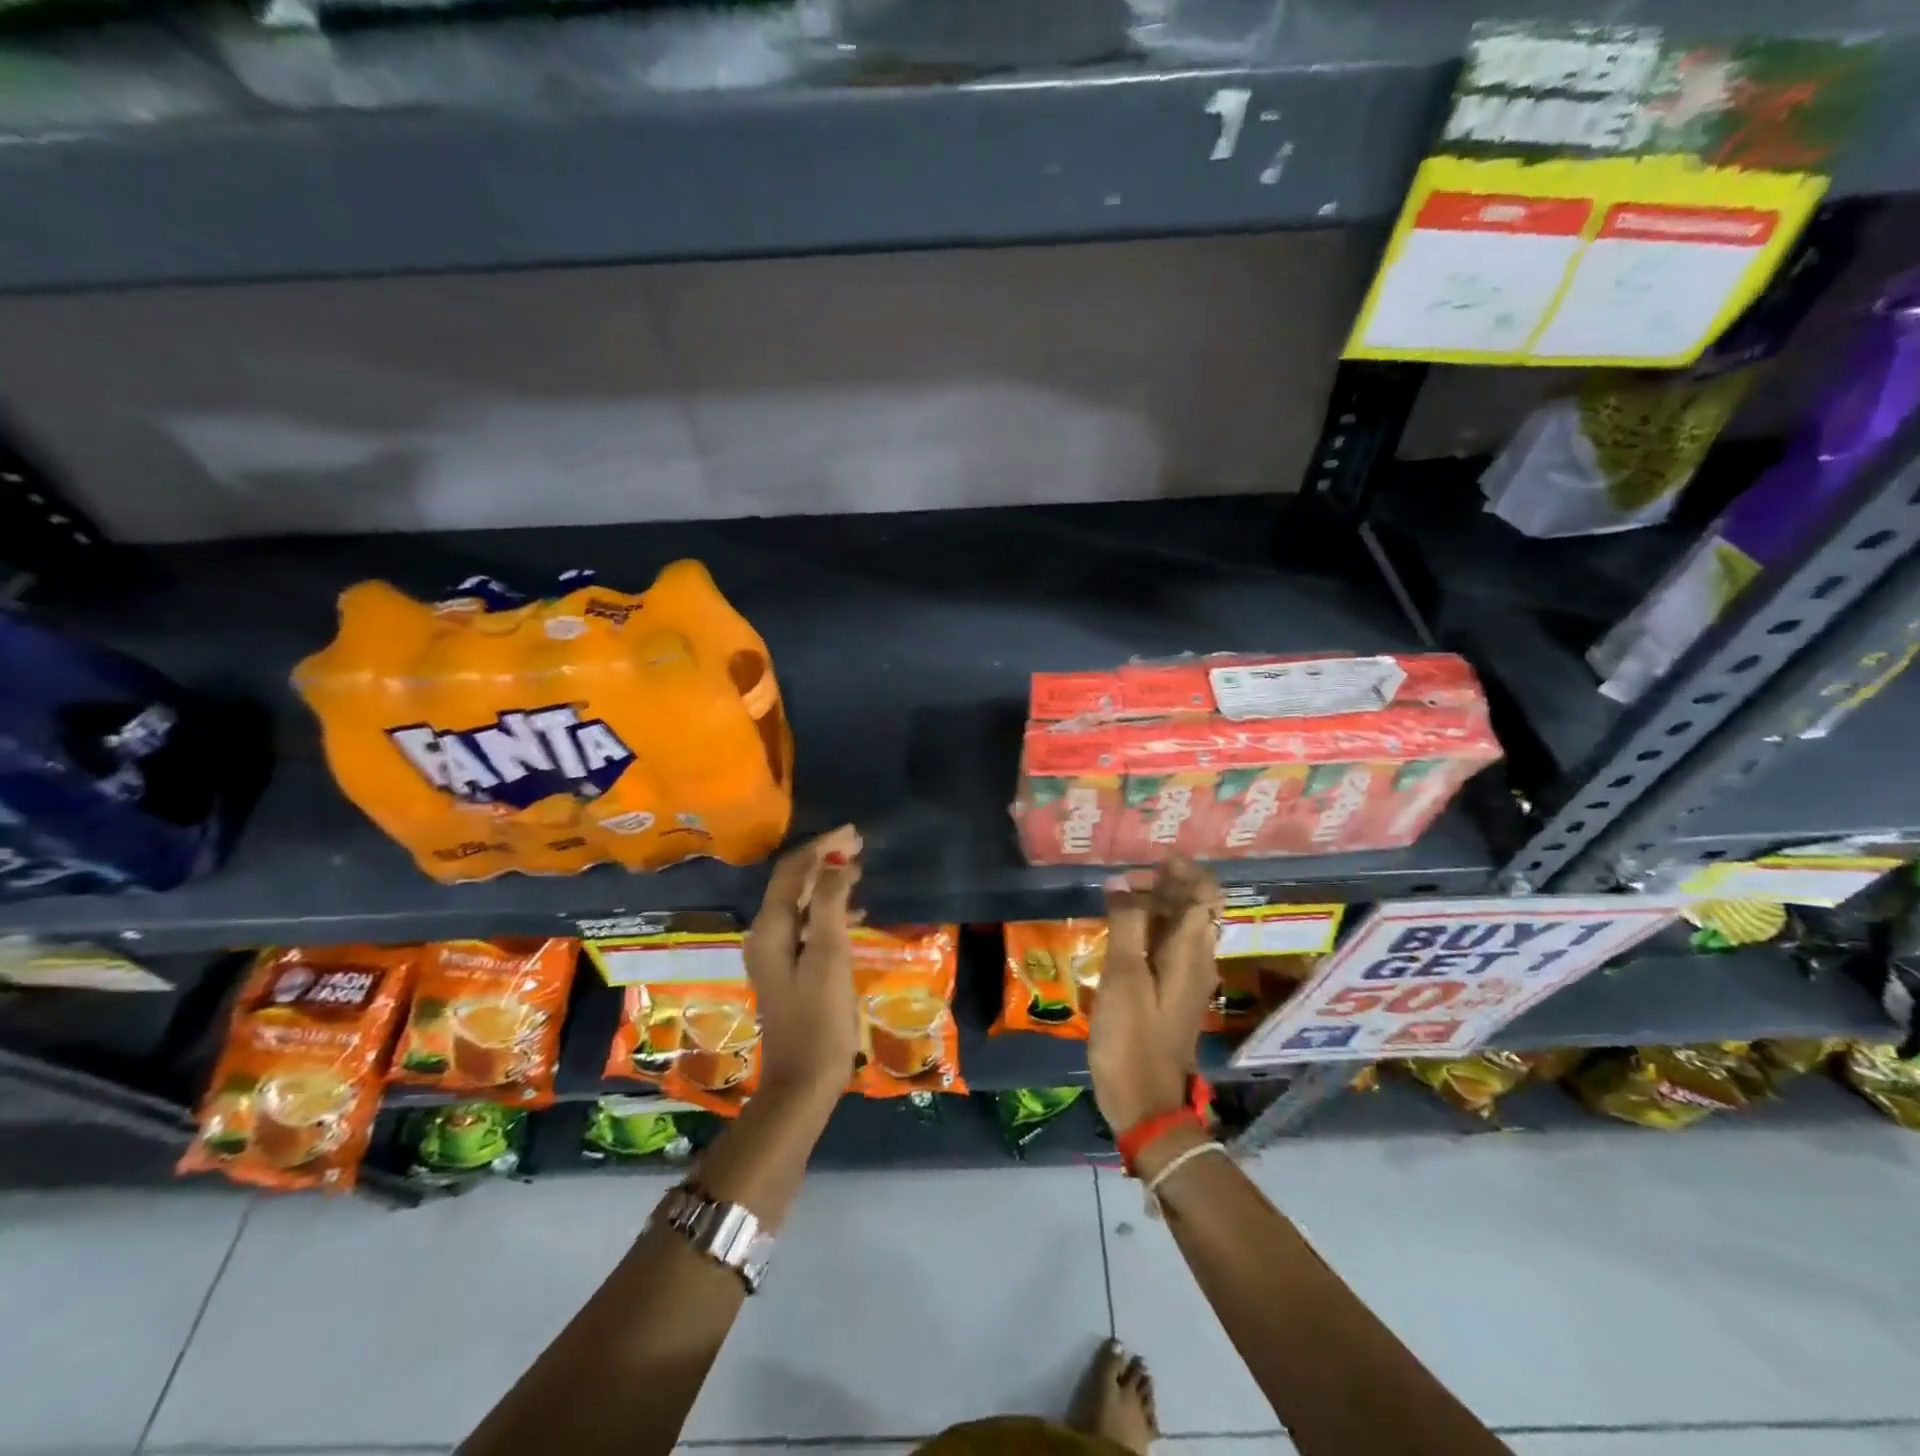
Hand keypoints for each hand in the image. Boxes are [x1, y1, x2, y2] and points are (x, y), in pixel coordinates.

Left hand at [745, 825, 863, 1103]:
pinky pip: (809, 924)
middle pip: (793, 882)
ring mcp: (776, 954)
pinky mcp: (790, 969)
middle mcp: (766, 935)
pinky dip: (830, 910)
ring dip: (828, 882)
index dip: (821, 847)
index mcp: (770, 929)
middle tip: (859, 844)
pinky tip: (856, 914)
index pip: (791, 871)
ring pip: (801, 902)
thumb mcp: (829, 956)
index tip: (854, 833)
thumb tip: (836, 861)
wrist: (803, 1082)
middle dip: (824, 859)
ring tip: (860, 870)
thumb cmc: (820, 1019)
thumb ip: (829, 904)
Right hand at [1087, 856, 1222, 1134]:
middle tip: (1121, 883)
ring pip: (1180, 928)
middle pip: (1194, 908)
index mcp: (1192, 952)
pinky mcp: (1173, 995)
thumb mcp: (1123, 977)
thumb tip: (1121, 881)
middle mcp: (1198, 961)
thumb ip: (1125, 924)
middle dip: (1164, 885)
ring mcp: (1187, 980)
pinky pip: (1168, 949)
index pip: (1206, 895)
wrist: (1145, 1104)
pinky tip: (1119, 936)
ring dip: (1154, 906)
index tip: (1151, 860)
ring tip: (1114, 902)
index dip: (1184, 871)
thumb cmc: (1132, 1038)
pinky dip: (1148, 931)